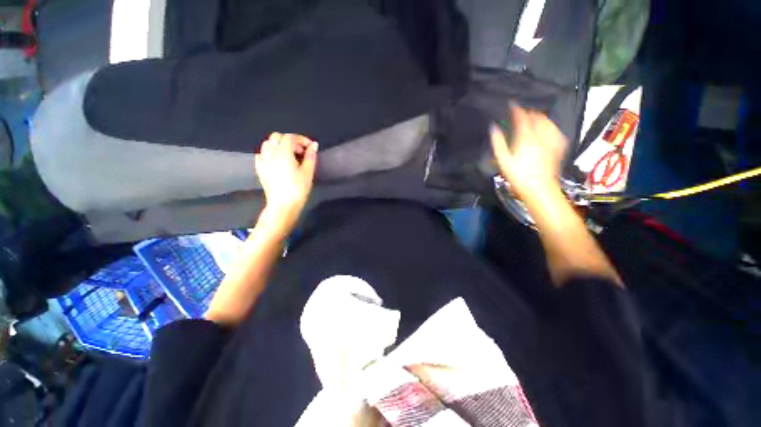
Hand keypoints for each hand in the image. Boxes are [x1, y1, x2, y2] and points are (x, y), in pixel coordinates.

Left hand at [255, 133, 318, 230]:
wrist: (283, 205)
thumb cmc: (298, 189)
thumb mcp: (308, 172)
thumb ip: (310, 156)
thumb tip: (314, 145)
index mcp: (283, 153)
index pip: (290, 137)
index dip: (301, 139)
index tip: (310, 147)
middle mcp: (270, 153)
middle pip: (277, 137)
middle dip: (290, 140)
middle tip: (300, 151)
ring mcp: (263, 161)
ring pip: (267, 144)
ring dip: (279, 145)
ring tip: (289, 155)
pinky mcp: (260, 170)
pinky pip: (261, 155)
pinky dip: (269, 153)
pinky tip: (277, 161)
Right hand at [491, 105, 566, 200]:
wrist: (539, 189)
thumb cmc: (518, 176)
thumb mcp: (503, 161)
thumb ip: (498, 143)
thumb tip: (493, 128)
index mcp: (526, 138)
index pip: (522, 118)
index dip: (517, 109)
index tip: (512, 104)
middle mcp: (541, 136)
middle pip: (537, 117)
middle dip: (529, 113)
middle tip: (521, 114)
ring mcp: (551, 141)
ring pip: (548, 122)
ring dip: (540, 118)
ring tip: (533, 119)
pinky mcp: (558, 148)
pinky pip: (556, 131)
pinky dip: (550, 127)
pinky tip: (547, 130)